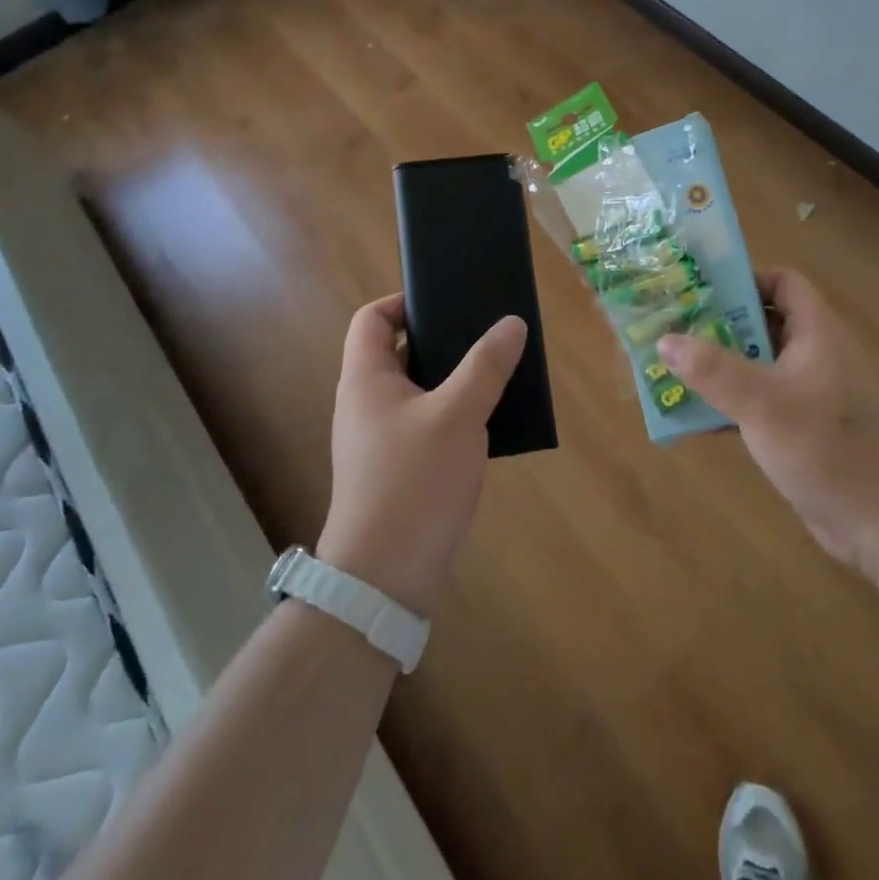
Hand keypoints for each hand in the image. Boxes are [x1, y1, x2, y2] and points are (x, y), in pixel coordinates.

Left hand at [316, 295, 526, 616]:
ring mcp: (380, 439)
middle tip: (485, 335)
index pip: (371, 319)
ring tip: (497, 373)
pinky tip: (489, 422)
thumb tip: (511, 323)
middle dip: (442, 340)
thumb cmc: (414, 481)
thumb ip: (486, 365)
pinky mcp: (398, 470)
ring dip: (454, 379)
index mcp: (366, 379)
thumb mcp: (458, 415)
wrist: (385, 578)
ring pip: (418, 391)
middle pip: (399, 352)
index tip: (446, 301)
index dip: (403, 301)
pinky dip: (454, 414)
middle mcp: (366, 404)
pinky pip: (426, 424)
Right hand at [659, 270, 878, 575]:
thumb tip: (664, 340)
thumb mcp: (763, 403)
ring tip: (669, 369)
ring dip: (716, 368)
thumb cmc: (826, 447)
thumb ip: (712, 370)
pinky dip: (726, 404)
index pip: (782, 282)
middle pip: (761, 322)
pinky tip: (691, 417)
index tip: (699, 293)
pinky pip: (755, 403)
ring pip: (754, 365)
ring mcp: (806, 394)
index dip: (744, 280)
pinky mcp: (799, 429)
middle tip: (670, 330)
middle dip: (716, 326)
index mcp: (815, 332)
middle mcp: (812, 355)